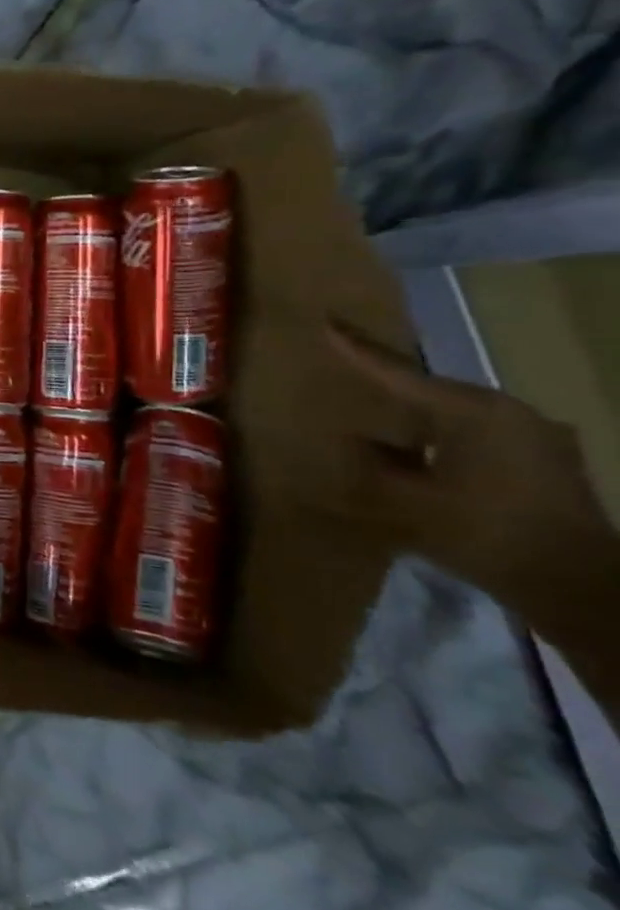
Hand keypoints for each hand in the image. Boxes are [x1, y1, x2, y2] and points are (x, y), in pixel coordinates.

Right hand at [328, 322, 614, 592]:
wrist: (580, 587)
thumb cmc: (485, 532)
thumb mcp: (405, 500)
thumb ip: (369, 464)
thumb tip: (352, 439)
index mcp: (475, 412)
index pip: (400, 373)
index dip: (358, 350)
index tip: (329, 322)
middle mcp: (512, 414)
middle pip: (432, 393)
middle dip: (390, 388)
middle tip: (350, 378)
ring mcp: (538, 439)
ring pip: (457, 418)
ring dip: (418, 421)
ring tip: (382, 427)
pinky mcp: (548, 466)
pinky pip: (478, 439)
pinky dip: (444, 442)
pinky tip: (424, 458)